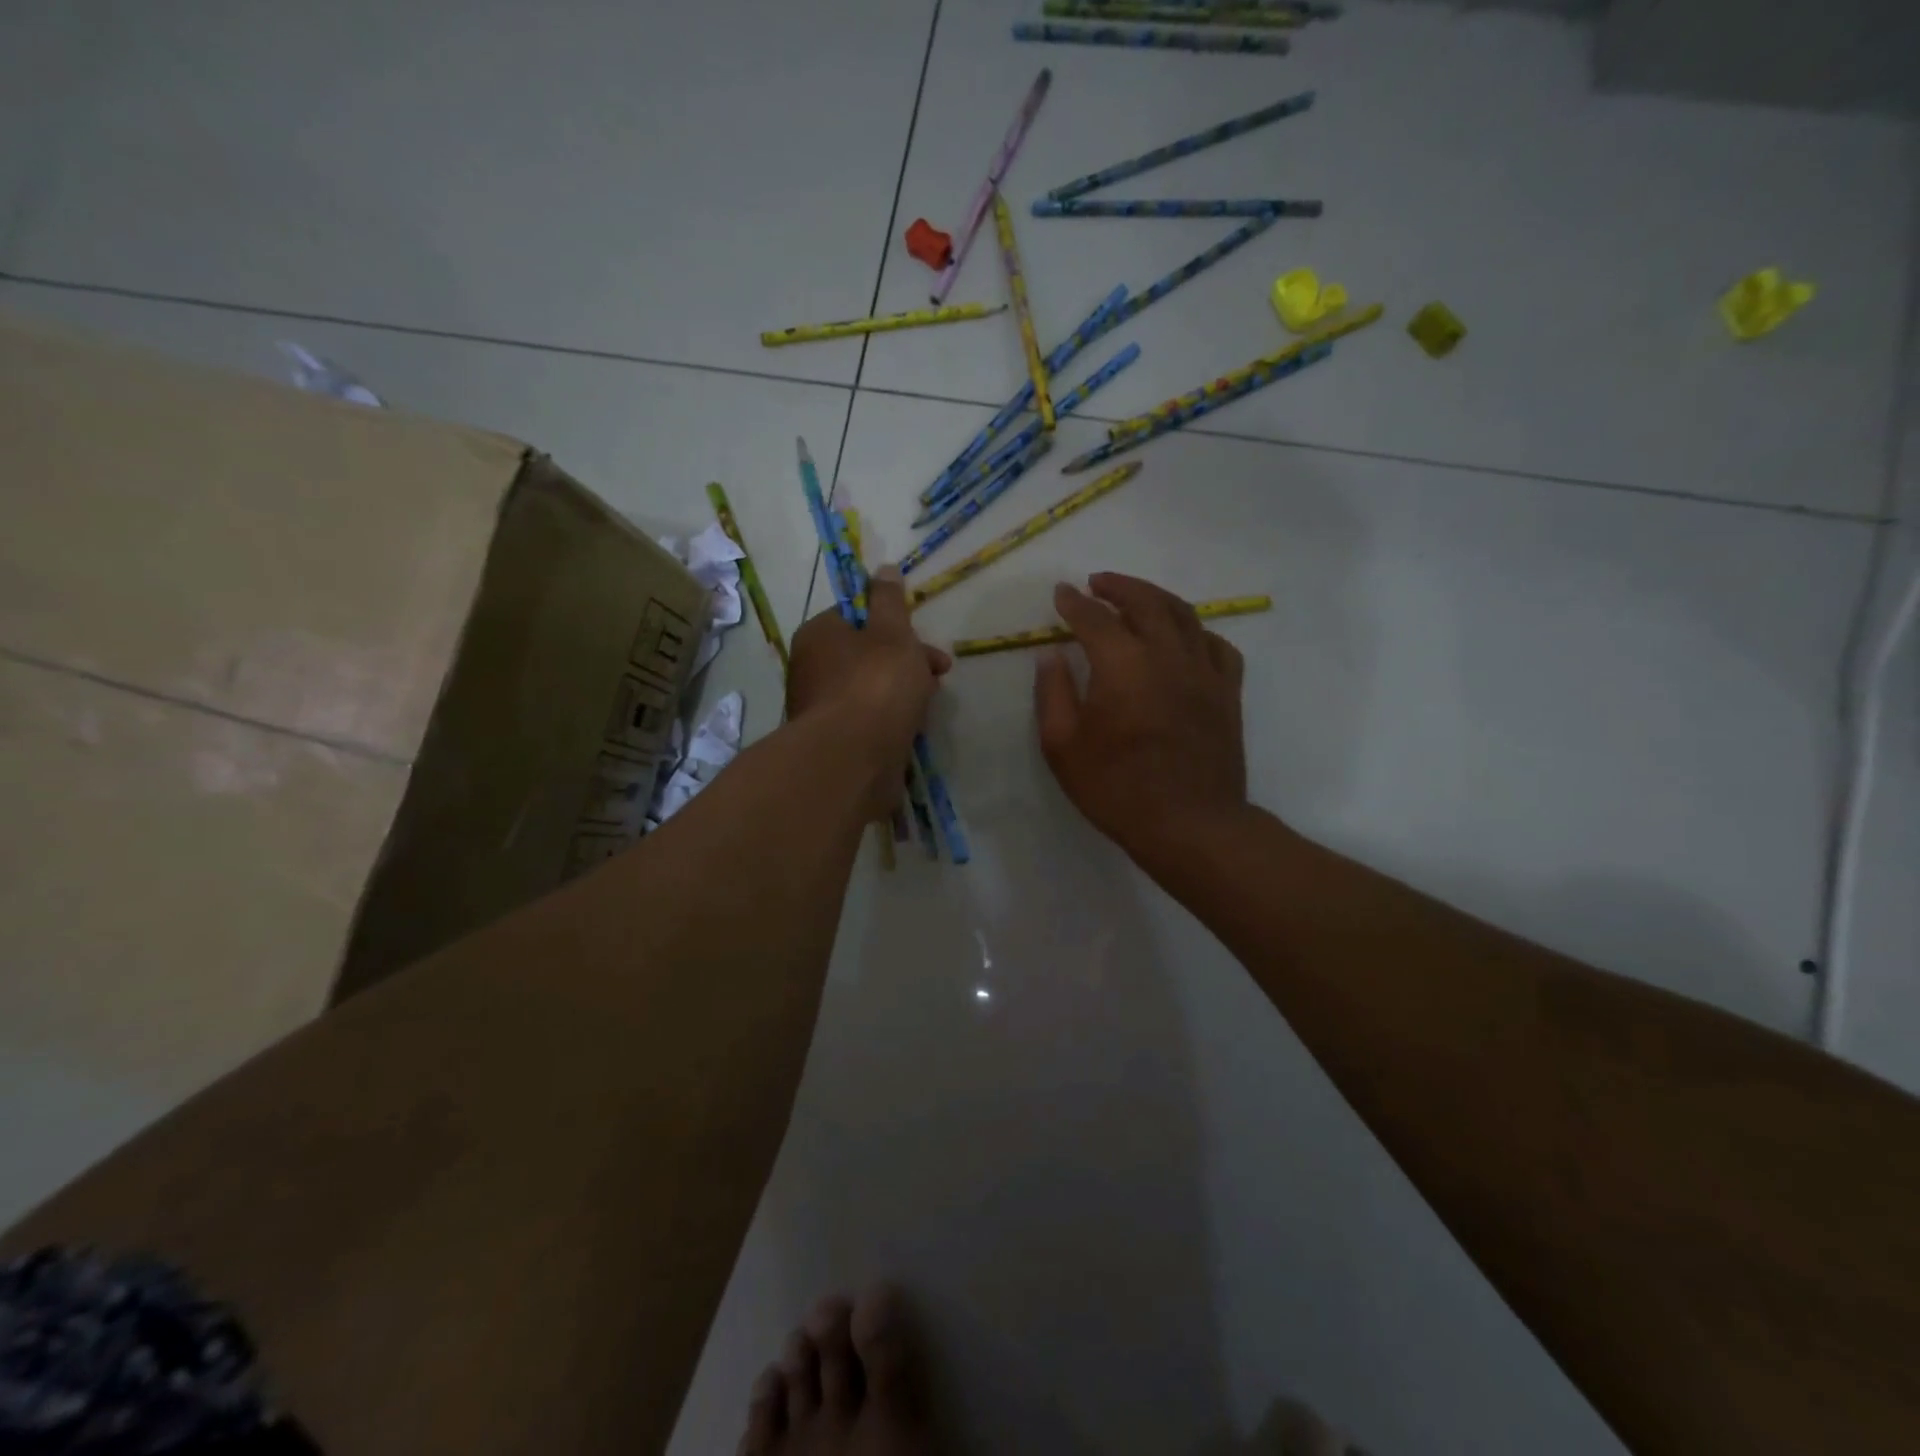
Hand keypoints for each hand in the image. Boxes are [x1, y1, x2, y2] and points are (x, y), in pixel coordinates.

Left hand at [787, 566, 951, 818]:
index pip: (858, 617)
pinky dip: (890, 721)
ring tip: (927, 708)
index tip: (926, 639)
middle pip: (867, 655)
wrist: (852, 759)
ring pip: (870, 689)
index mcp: (819, 635)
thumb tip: (883, 569)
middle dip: (908, 661)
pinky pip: (868, 721)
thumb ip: (890, 601)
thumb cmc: (875, 685)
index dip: (896, 624)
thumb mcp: (892, 632)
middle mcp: (812, 669)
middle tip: (938, 674)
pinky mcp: (834, 742)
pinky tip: (910, 731)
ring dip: (902, 693)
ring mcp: (821, 708)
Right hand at [1034, 573, 1247, 869]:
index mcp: (1122, 665)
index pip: (1094, 618)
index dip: (1074, 603)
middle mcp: (1167, 655)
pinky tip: (1185, 638)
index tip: (1061, 593)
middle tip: (1097, 582)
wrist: (1188, 824)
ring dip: (1156, 597)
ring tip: (1137, 597)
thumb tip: (1051, 654)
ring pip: (1185, 615)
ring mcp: (1204, 671)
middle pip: (1145, 602)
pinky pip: (1217, 645)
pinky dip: (1197, 631)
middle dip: (1118, 586)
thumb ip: (1052, 693)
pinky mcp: (1228, 692)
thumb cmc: (1116, 788)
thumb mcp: (1063, 746)